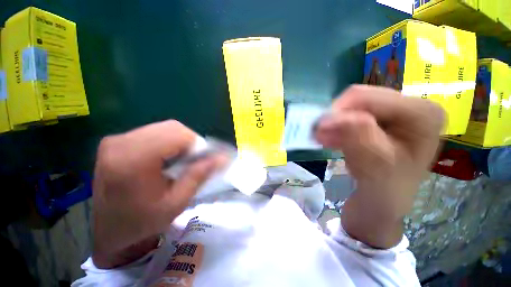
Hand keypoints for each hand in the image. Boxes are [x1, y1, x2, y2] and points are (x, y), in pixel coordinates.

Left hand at [92, 120, 224, 267]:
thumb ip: (199, 175)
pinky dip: (168, 142)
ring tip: (181, 161)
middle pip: (172, 127)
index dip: (197, 144)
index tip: (203, 161)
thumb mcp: (177, 202)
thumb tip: (222, 157)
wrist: (108, 230)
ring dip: (180, 142)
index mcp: (133, 160)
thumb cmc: (141, 222)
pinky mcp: (117, 141)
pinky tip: (167, 158)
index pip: (178, 134)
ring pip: (164, 128)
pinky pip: (154, 132)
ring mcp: (117, 140)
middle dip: (190, 142)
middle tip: (193, 161)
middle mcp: (122, 143)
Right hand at [315, 85, 443, 247]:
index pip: (369, 97)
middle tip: (320, 137)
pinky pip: (352, 114)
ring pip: (353, 106)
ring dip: (335, 123)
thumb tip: (329, 116)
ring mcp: (396, 110)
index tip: (320, 132)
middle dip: (336, 118)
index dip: (338, 112)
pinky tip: (333, 139)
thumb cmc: (384, 188)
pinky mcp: (382, 118)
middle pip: (361, 98)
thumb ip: (357, 135)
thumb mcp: (374, 164)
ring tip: (325, 141)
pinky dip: (338, 126)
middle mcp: (412, 104)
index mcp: (422, 113)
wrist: (384, 199)